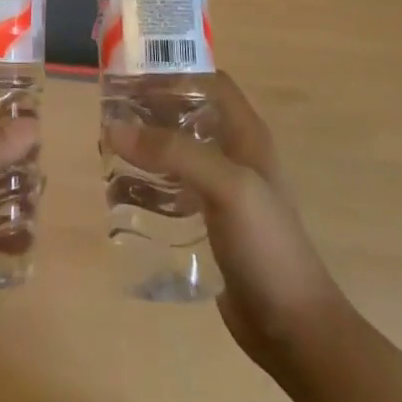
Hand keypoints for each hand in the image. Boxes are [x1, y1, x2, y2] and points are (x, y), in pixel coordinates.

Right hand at [107, 72, 342, 378]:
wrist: (294, 329)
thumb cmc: (266, 246)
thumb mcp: (225, 187)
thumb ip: (173, 152)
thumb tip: (114, 127)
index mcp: (246, 134)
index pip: (209, 82)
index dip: (173, 72)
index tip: (131, 75)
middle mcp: (234, 154)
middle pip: (187, 114)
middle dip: (150, 109)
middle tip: (109, 114)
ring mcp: (223, 190)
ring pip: (177, 152)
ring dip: (145, 147)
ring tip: (107, 149)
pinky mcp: (210, 223)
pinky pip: (174, 190)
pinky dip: (148, 184)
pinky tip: (122, 192)